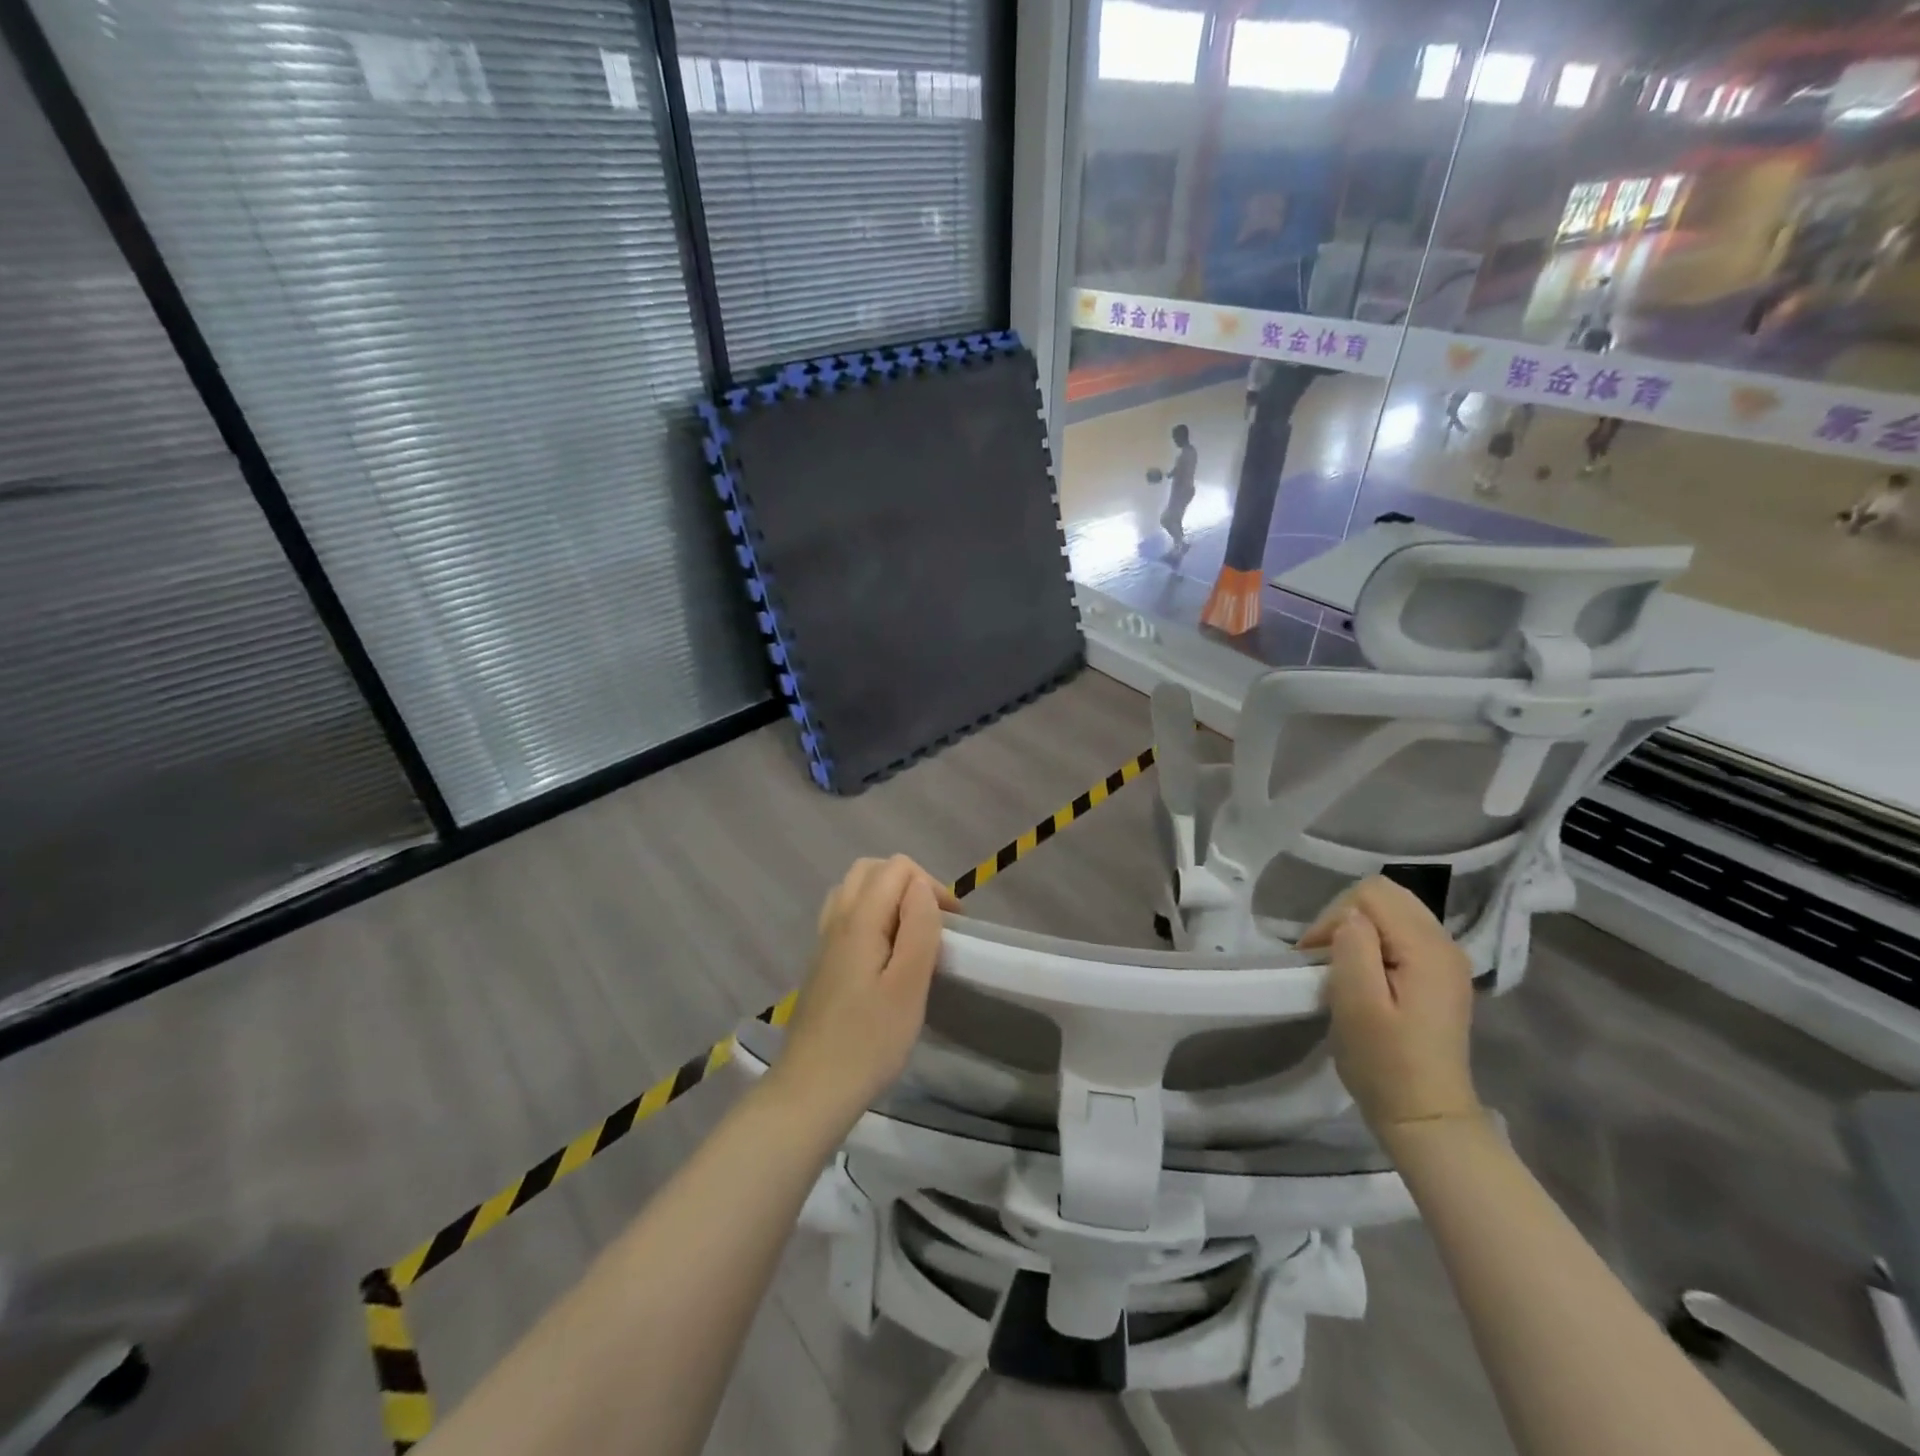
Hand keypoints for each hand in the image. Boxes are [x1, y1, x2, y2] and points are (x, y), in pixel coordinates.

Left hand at [772, 856, 960, 1129]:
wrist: (811, 1090)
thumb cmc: (869, 1041)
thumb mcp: (908, 986)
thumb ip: (918, 928)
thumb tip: (922, 887)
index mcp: (859, 919)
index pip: (897, 868)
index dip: (930, 885)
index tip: (952, 924)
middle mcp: (837, 920)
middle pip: (871, 870)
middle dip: (909, 883)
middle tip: (933, 921)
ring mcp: (824, 941)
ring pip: (855, 891)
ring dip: (888, 897)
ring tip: (912, 933)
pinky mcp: (821, 963)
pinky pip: (846, 916)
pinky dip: (871, 916)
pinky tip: (885, 954)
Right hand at [1299, 877, 1480, 1141]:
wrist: (1425, 1117)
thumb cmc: (1386, 1063)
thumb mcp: (1358, 1003)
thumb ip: (1354, 948)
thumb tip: (1349, 918)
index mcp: (1427, 948)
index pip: (1372, 893)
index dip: (1334, 916)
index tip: (1317, 957)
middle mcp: (1445, 944)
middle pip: (1386, 895)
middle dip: (1345, 916)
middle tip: (1325, 957)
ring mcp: (1445, 960)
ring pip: (1393, 912)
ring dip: (1358, 930)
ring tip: (1340, 965)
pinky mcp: (1438, 975)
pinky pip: (1400, 934)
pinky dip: (1374, 943)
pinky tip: (1363, 975)